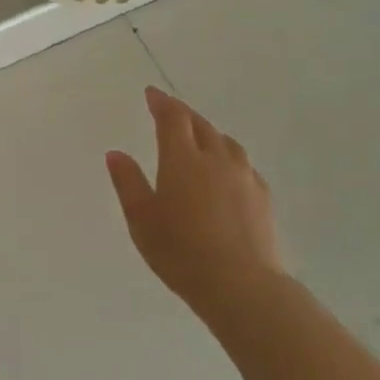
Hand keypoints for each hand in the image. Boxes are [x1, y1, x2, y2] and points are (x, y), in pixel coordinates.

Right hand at [106, 87, 284, 318]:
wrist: (241, 285)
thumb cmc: (180, 251)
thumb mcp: (141, 219)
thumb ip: (128, 183)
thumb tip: (116, 153)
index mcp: (182, 159)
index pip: (173, 118)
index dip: (161, 102)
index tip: (151, 93)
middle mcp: (215, 159)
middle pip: (201, 125)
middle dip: (183, 114)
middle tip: (170, 112)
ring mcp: (244, 177)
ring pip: (226, 142)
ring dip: (209, 133)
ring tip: (200, 137)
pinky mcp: (263, 197)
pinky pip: (243, 164)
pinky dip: (229, 157)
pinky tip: (227, 172)